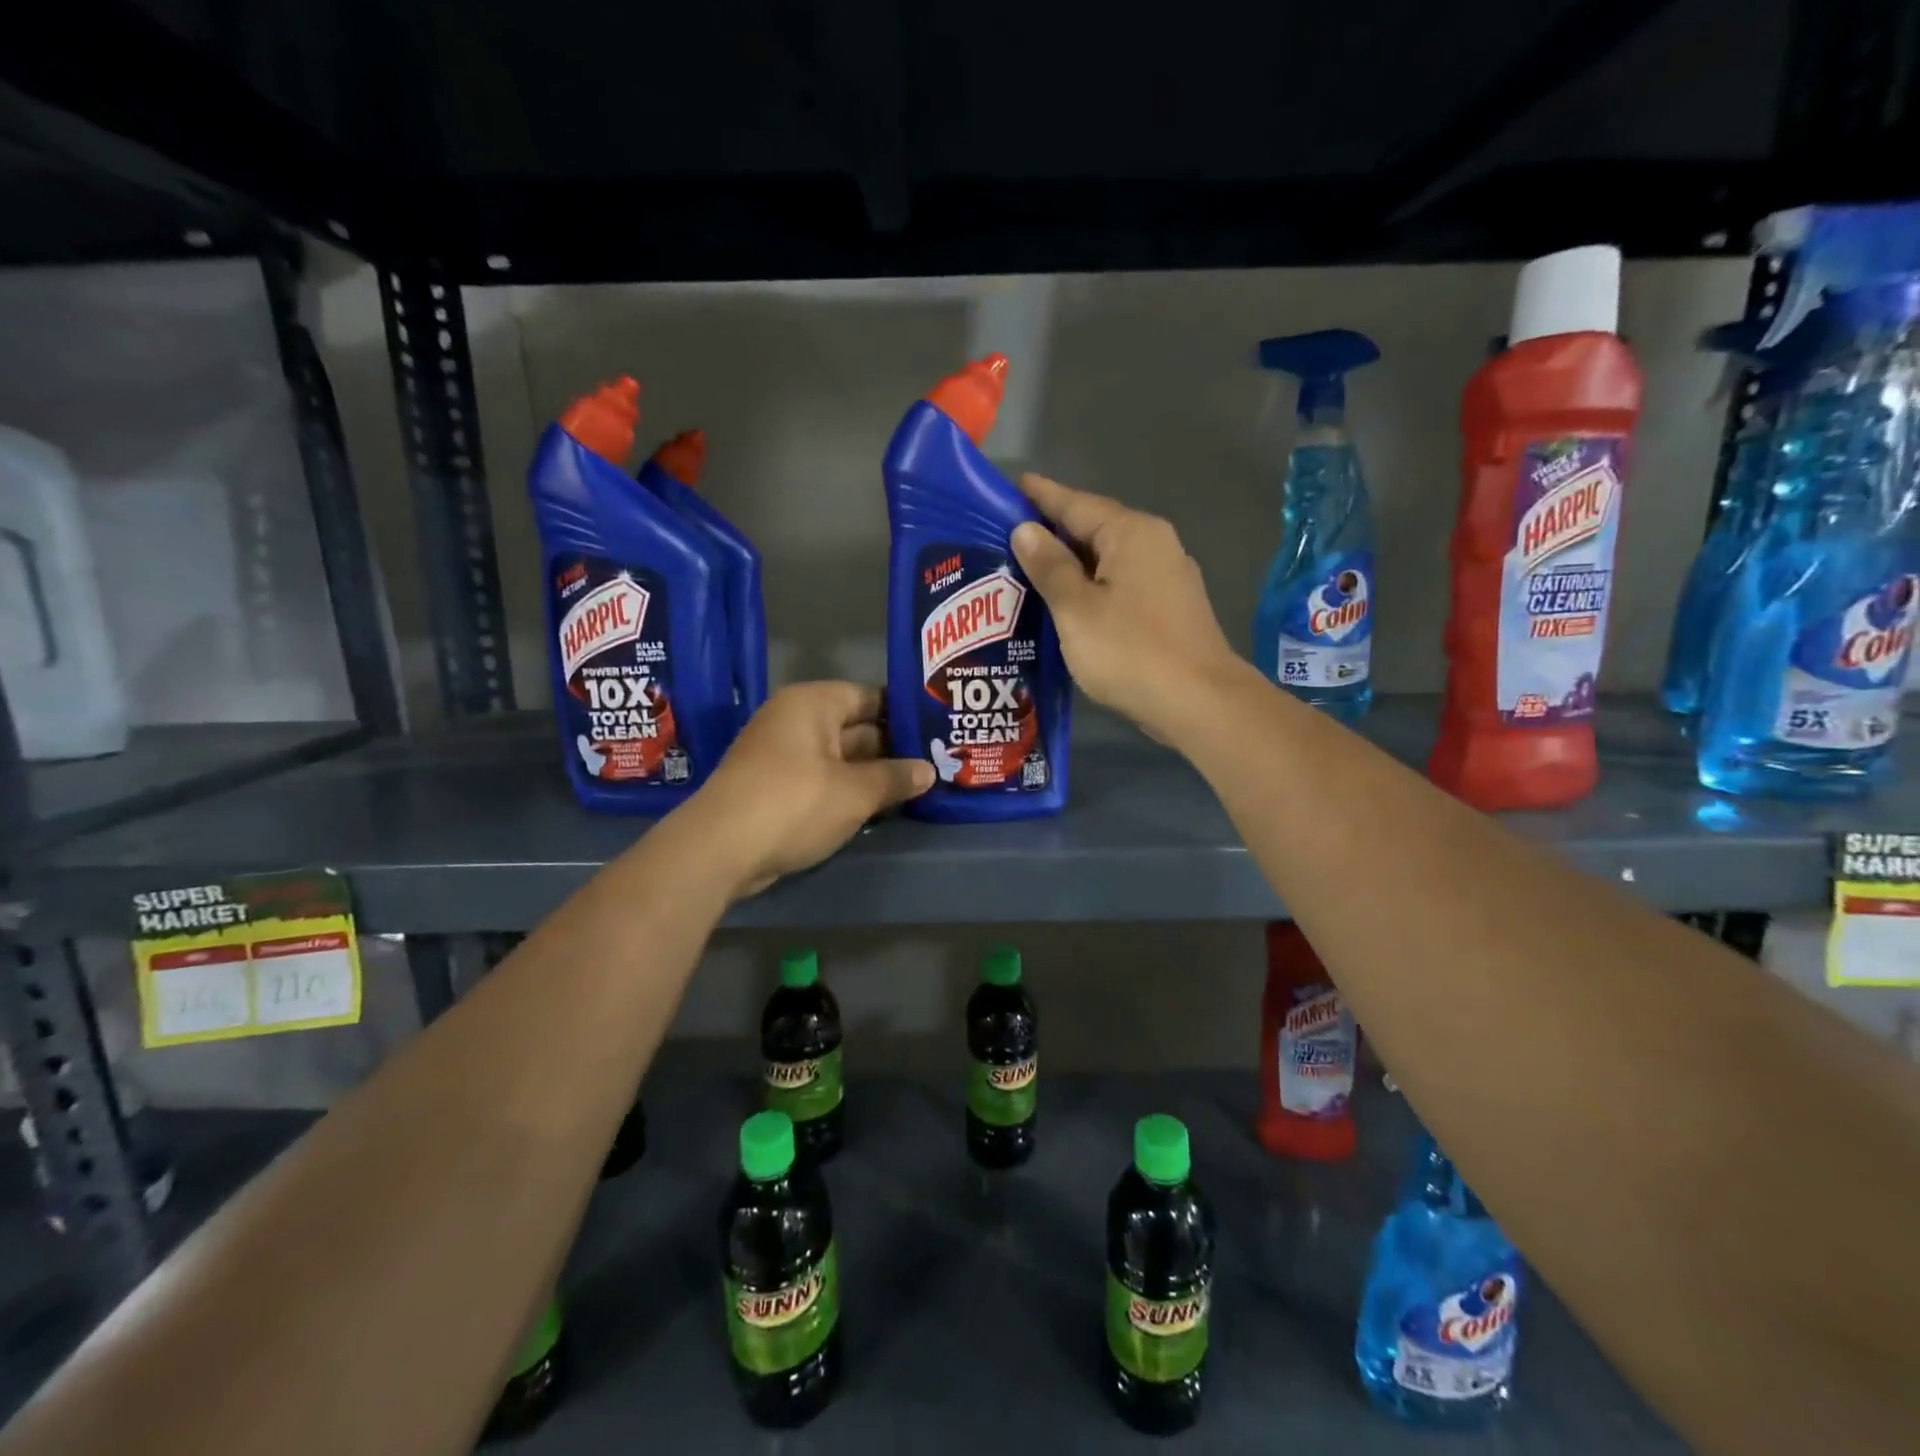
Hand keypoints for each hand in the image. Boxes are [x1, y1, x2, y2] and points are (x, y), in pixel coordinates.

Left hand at [687, 682, 933, 898]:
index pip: (870, 696)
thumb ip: (895, 778)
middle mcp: (796, 721)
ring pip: (841, 758)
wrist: (720, 850)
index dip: (904, 712)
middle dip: (893, 747)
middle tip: (940, 760)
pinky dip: (849, 791)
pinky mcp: (776, 789)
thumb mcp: (855, 792)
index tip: (938, 728)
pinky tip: (881, 806)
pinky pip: (823, 781)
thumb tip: (928, 771)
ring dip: (873, 773)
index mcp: (813, 704)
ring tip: (920, 784)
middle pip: (856, 727)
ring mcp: (783, 756)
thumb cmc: (794, 803)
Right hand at [1010, 473, 1244, 744]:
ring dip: (1072, 563)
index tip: (1011, 487)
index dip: (1041, 496)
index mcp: (1131, 533)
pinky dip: (1092, 587)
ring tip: (1030, 569)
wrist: (1199, 703)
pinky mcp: (1170, 610)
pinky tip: (1070, 603)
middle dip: (1053, 531)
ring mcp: (1167, 578)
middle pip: (1095, 529)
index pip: (1076, 503)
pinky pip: (1120, 585)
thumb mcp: (1076, 608)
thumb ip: (1049, 566)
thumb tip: (1026, 529)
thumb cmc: (1130, 651)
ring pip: (1108, 560)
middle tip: (1008, 535)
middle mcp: (1155, 545)